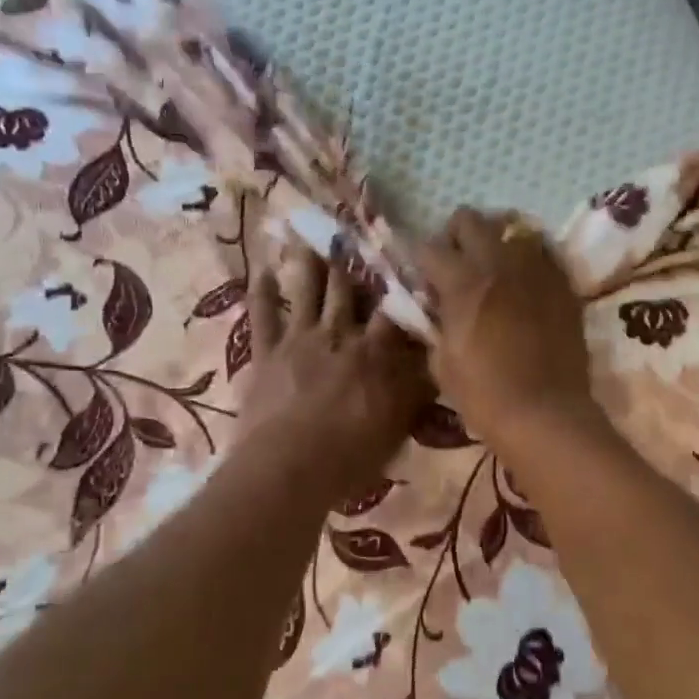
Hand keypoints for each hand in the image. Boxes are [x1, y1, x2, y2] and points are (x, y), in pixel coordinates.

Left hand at [235, 247, 431, 504]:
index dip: (401, 284)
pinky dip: (262, 292)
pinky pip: (263, 316)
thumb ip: (416, 391)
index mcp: (375, 353)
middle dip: (355, 261)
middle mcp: (339, 335)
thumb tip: (436, 362)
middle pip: (349, 290)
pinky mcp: (266, 354)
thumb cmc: (351, 455)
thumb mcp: (398, 426)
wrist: (288, 469)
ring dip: (310, 262)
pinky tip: (262, 269)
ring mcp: (299, 340)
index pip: (394, 311)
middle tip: (356, 229)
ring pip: (307, 291)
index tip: (407, 257)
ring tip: (312, 233)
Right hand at [419, 209, 599, 454]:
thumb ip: (434, 324)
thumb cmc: (484, 396)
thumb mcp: (441, 362)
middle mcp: (499, 263)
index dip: (419, 261)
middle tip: (456, 266)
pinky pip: (543, 253)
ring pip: (511, 228)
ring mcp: (536, 270)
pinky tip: (525, 284)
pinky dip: (529, 259)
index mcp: (462, 282)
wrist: (545, 414)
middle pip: (469, 219)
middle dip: (456, 237)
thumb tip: (434, 309)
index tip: (422, 279)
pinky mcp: (563, 284)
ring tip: (494, 270)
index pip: (428, 248)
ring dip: (496, 242)